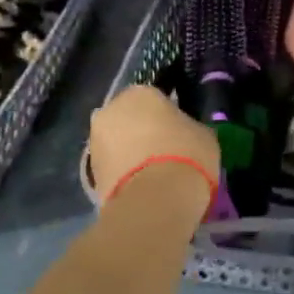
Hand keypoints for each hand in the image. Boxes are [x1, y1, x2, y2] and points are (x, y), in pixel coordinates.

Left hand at [87, 84, 220, 208]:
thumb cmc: (186, 155)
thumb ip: (188, 128)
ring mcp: (95, 142)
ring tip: (154, 176)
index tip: (179, 132)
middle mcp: (110, 110)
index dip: (167, 116)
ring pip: (117, 144)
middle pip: (129, 119)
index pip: (154, 98)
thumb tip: (184, 134)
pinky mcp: (90, 174)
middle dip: (143, 133)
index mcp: (140, 93)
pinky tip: (143, 189)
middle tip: (165, 153)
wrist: (155, 201)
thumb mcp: (203, 135)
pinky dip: (123, 175)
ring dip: (130, 154)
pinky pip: (112, 168)